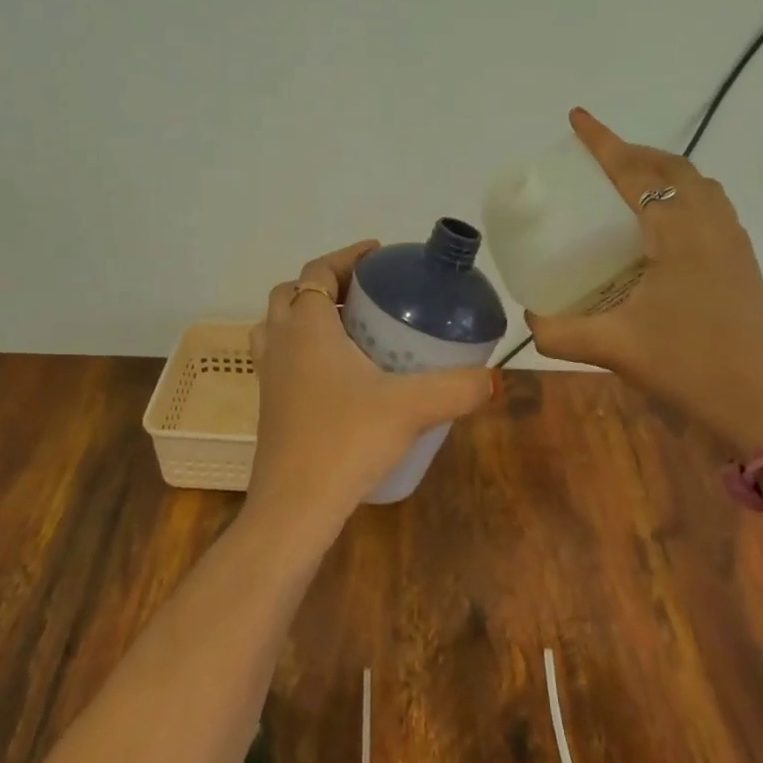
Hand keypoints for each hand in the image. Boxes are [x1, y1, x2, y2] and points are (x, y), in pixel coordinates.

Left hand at [246, 240, 496, 537]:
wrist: (294, 507)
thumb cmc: (346, 441)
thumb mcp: (411, 408)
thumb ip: (457, 387)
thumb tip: (494, 378)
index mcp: (307, 327)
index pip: (319, 271)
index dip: (347, 256)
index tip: (379, 255)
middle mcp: (280, 343)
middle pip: (292, 294)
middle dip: (328, 285)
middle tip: (366, 295)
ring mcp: (268, 376)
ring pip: (278, 327)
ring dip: (307, 317)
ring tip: (350, 330)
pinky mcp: (268, 406)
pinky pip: (281, 359)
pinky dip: (303, 351)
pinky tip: (339, 377)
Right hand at [524, 109, 762, 456]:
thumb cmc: (688, 368)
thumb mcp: (614, 349)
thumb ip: (560, 333)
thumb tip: (529, 320)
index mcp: (678, 234)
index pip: (635, 173)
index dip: (603, 142)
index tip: (577, 117)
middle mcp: (710, 226)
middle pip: (672, 167)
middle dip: (634, 153)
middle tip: (598, 158)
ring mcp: (733, 243)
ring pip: (698, 184)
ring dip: (662, 171)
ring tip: (629, 185)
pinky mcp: (742, 263)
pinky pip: (710, 206)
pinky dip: (682, 195)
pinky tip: (661, 227)